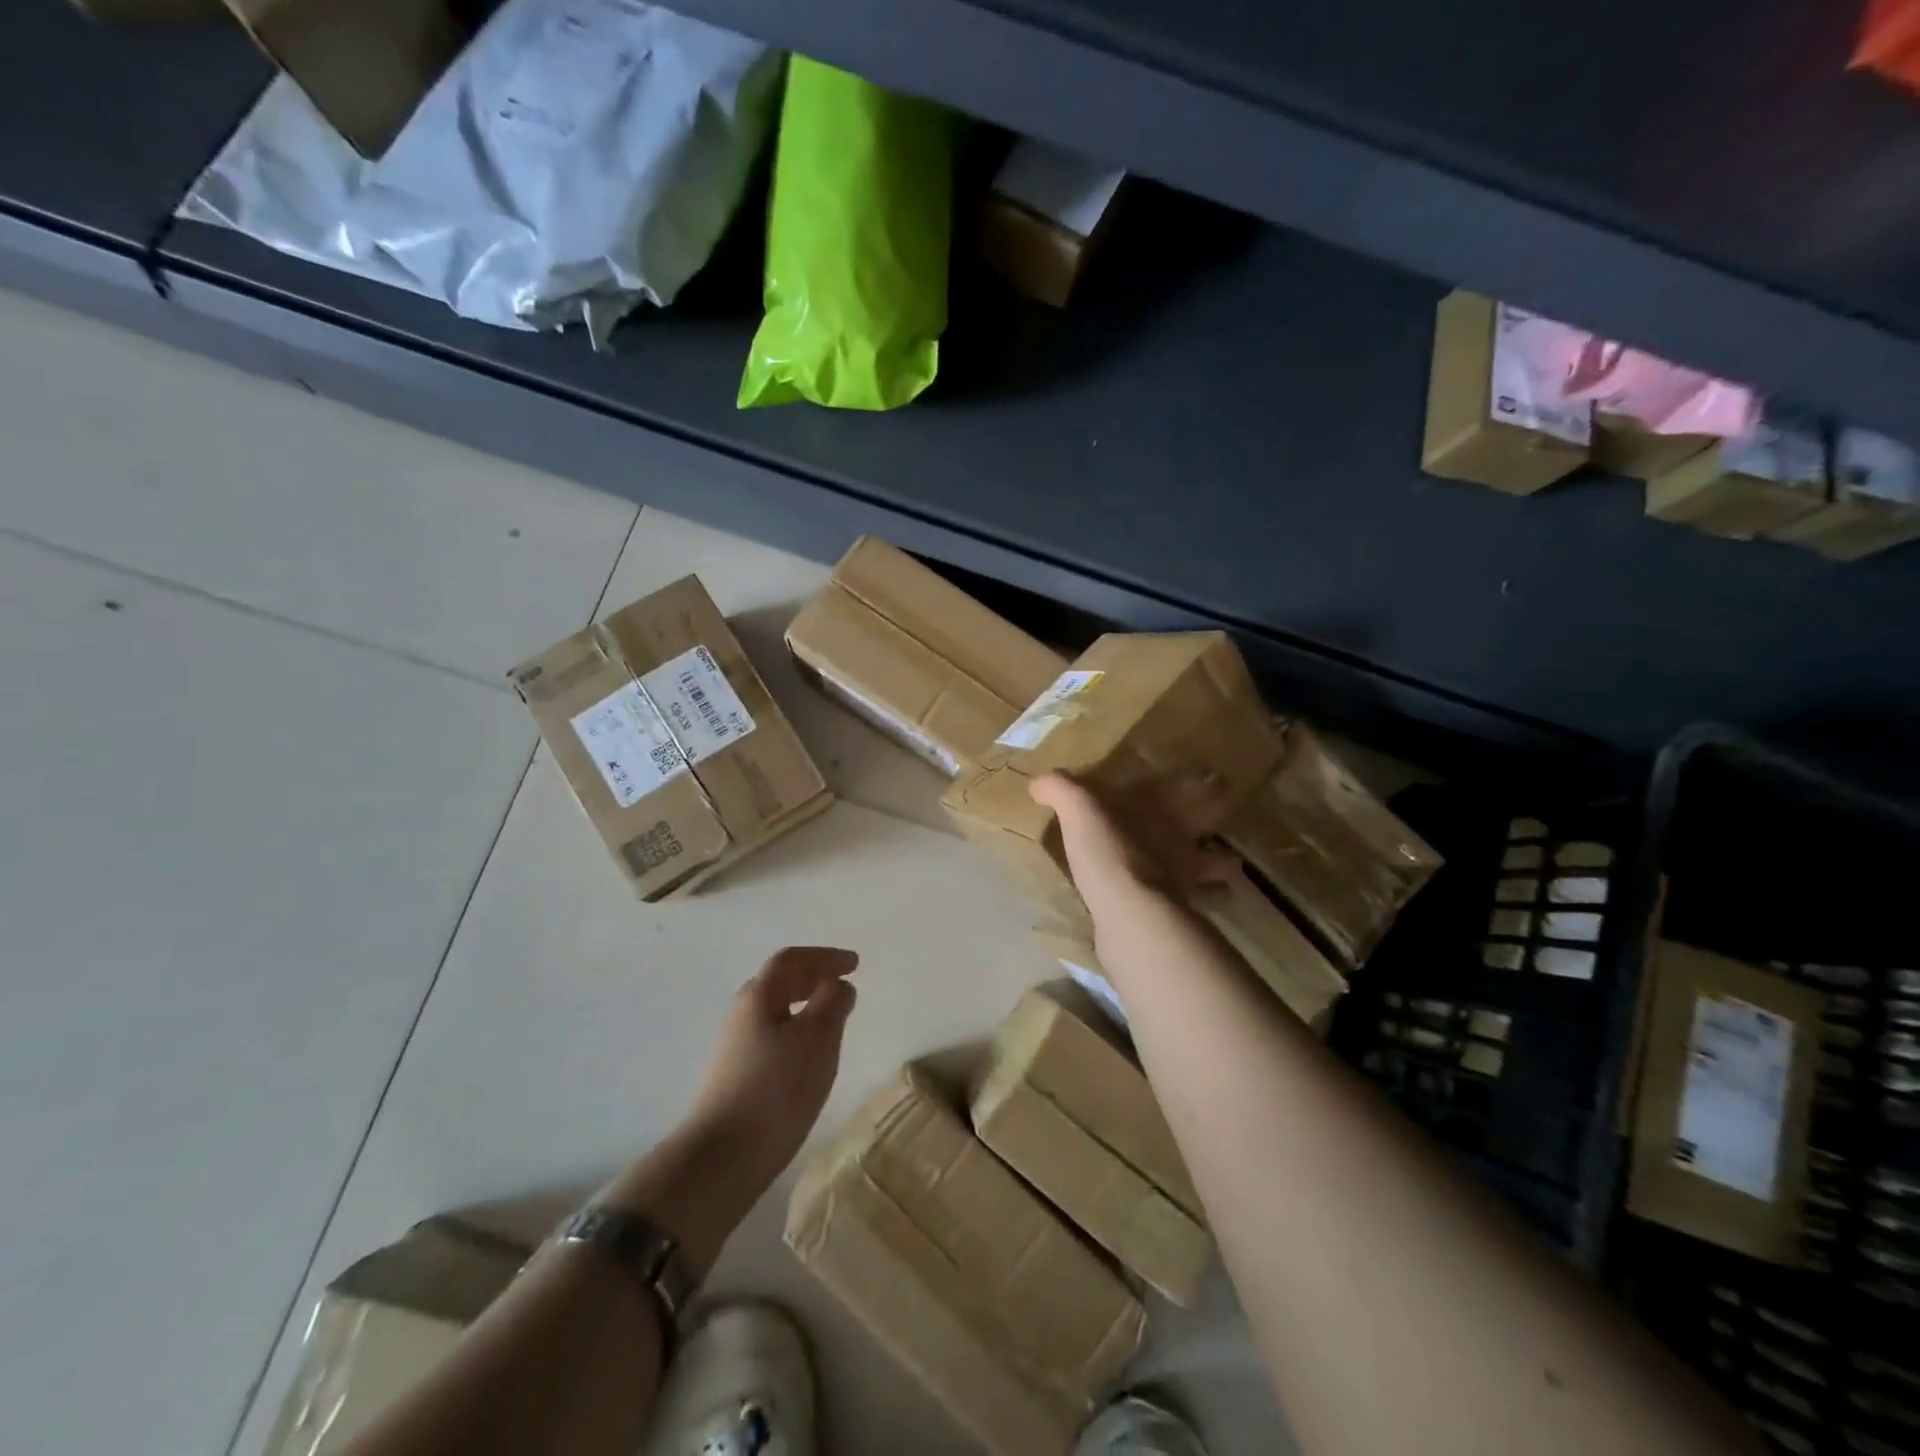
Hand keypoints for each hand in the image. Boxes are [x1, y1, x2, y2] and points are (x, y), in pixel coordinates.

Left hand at [685, 946, 858, 1184]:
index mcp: (759, 995)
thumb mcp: (817, 1037)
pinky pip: (773, 1036)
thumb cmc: (776, 1087)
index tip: (854, 963)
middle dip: (813, 977)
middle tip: (843, 983)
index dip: (825, 956)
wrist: (722, 1158)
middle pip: (779, 982)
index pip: (791, 959)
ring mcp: (736, 1047)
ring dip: (805, 1006)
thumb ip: (833, 1002)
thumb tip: (838, 984)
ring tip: (833, 1018)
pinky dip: (797, 1031)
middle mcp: (742, 1013)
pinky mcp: (736, 1077)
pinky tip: (810, 1055)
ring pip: (775, 1011)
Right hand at [1032, 773, 1235, 917]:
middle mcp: (1188, 857)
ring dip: (1210, 891)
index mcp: (1173, 823)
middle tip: (1212, 854)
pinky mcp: (1174, 929)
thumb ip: (1062, 791)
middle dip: (1220, 857)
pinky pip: (1184, 921)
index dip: (1215, 796)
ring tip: (1197, 891)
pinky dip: (1182, 920)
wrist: (1129, 918)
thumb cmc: (1114, 855)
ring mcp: (1186, 895)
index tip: (1220, 789)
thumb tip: (1038, 782)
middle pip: (1220, 857)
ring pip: (1213, 892)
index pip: (1206, 803)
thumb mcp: (1081, 812)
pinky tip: (1164, 921)